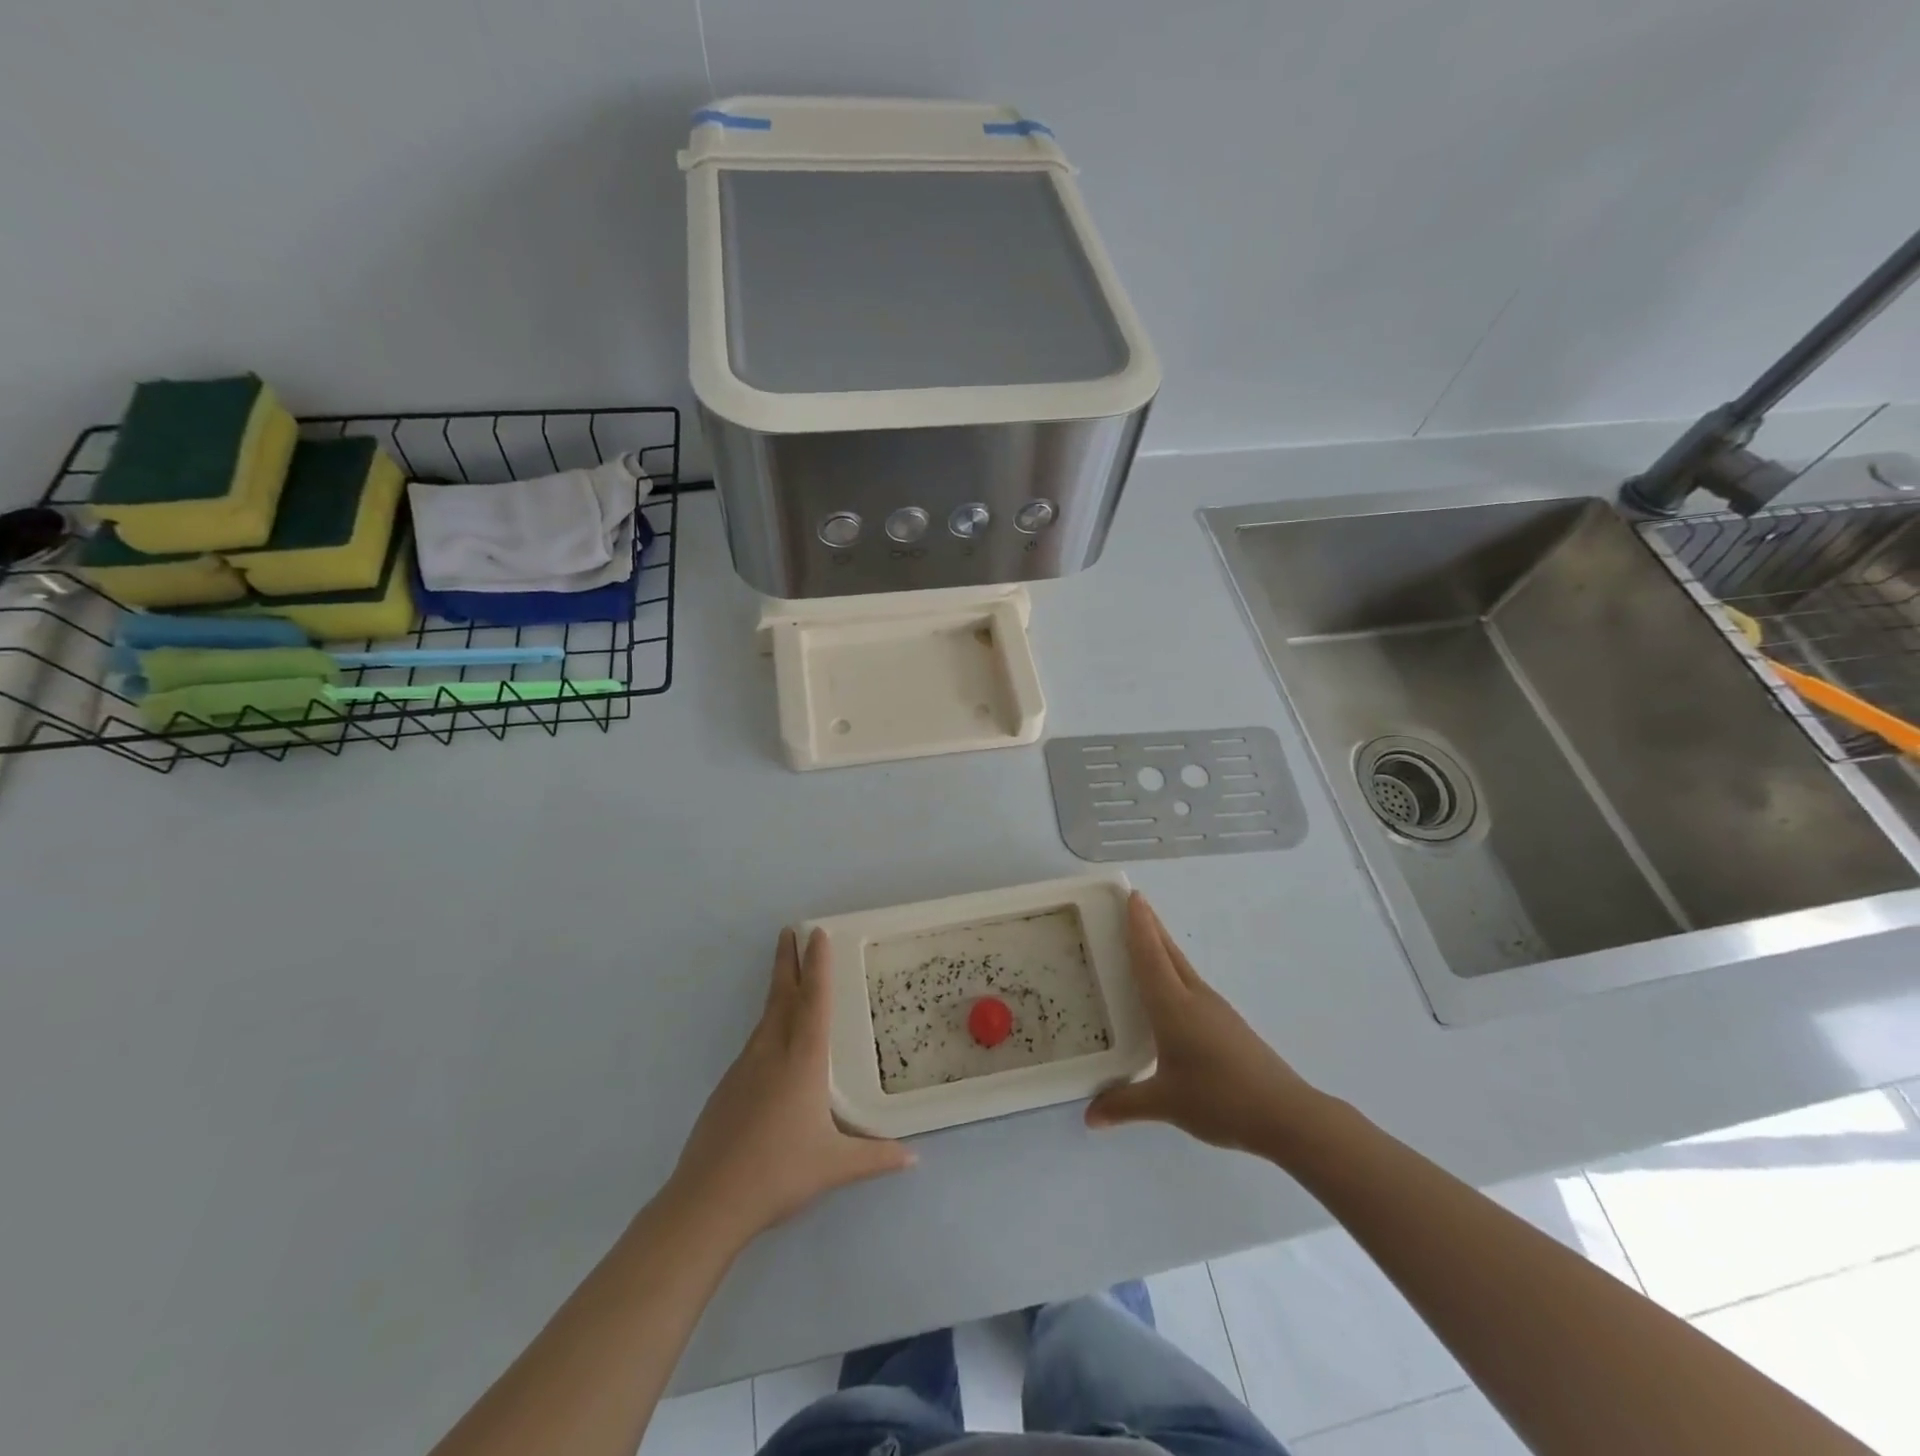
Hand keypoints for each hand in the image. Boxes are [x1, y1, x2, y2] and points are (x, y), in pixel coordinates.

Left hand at [667, 928, 914, 1246]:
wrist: (707, 1201)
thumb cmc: (778, 1174)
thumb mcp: (835, 1167)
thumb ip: (876, 1157)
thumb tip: (913, 1156)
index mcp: (802, 1061)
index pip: (814, 1001)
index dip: (817, 965)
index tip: (817, 934)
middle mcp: (772, 1053)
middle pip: (782, 996)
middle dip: (788, 961)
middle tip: (790, 930)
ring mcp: (745, 1067)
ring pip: (765, 1016)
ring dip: (778, 989)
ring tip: (787, 975)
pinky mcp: (728, 1086)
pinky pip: (755, 1042)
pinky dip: (768, 1023)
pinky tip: (772, 1040)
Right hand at [1087, 893, 1323, 1152]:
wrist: (1285, 1114)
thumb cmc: (1219, 1100)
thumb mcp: (1166, 1104)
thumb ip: (1124, 1105)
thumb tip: (1089, 1117)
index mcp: (1173, 1007)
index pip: (1150, 956)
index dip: (1139, 925)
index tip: (1132, 896)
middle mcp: (1194, 998)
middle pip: (1168, 952)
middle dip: (1150, 926)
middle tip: (1134, 903)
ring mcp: (1215, 1009)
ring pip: (1182, 967)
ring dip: (1163, 947)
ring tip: (1145, 939)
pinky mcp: (1227, 1024)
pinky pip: (1192, 985)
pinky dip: (1174, 972)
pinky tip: (1170, 990)